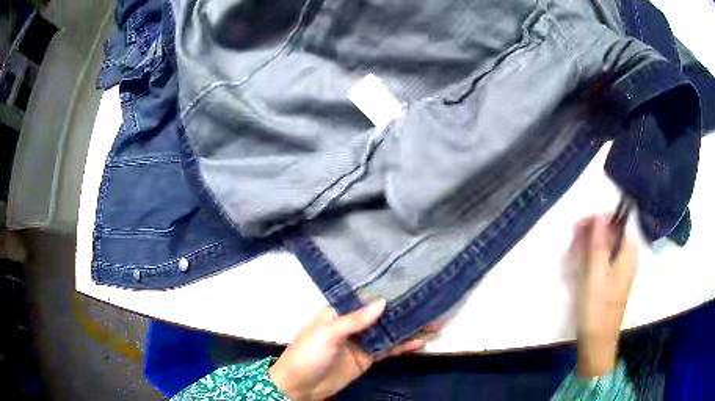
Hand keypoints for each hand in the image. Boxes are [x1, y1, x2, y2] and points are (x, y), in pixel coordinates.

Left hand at [269, 300, 428, 399]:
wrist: (301, 386)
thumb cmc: (308, 354)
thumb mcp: (327, 333)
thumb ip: (355, 320)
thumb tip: (382, 302)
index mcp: (339, 312)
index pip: (365, 297)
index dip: (385, 290)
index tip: (408, 281)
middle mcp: (353, 324)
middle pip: (382, 315)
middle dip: (403, 309)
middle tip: (429, 302)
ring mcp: (363, 342)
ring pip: (389, 331)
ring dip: (409, 328)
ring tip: (434, 322)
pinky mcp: (368, 358)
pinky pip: (389, 349)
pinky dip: (404, 346)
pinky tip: (421, 341)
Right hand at [571, 214, 636, 376]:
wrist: (597, 342)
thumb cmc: (596, 309)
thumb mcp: (595, 275)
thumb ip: (599, 244)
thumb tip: (600, 215)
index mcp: (628, 252)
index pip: (615, 222)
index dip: (596, 222)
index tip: (577, 230)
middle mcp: (628, 256)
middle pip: (610, 234)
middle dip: (590, 237)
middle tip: (572, 248)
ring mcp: (621, 268)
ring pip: (604, 247)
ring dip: (587, 249)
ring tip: (571, 260)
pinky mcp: (613, 279)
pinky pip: (603, 260)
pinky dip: (590, 261)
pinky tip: (578, 269)